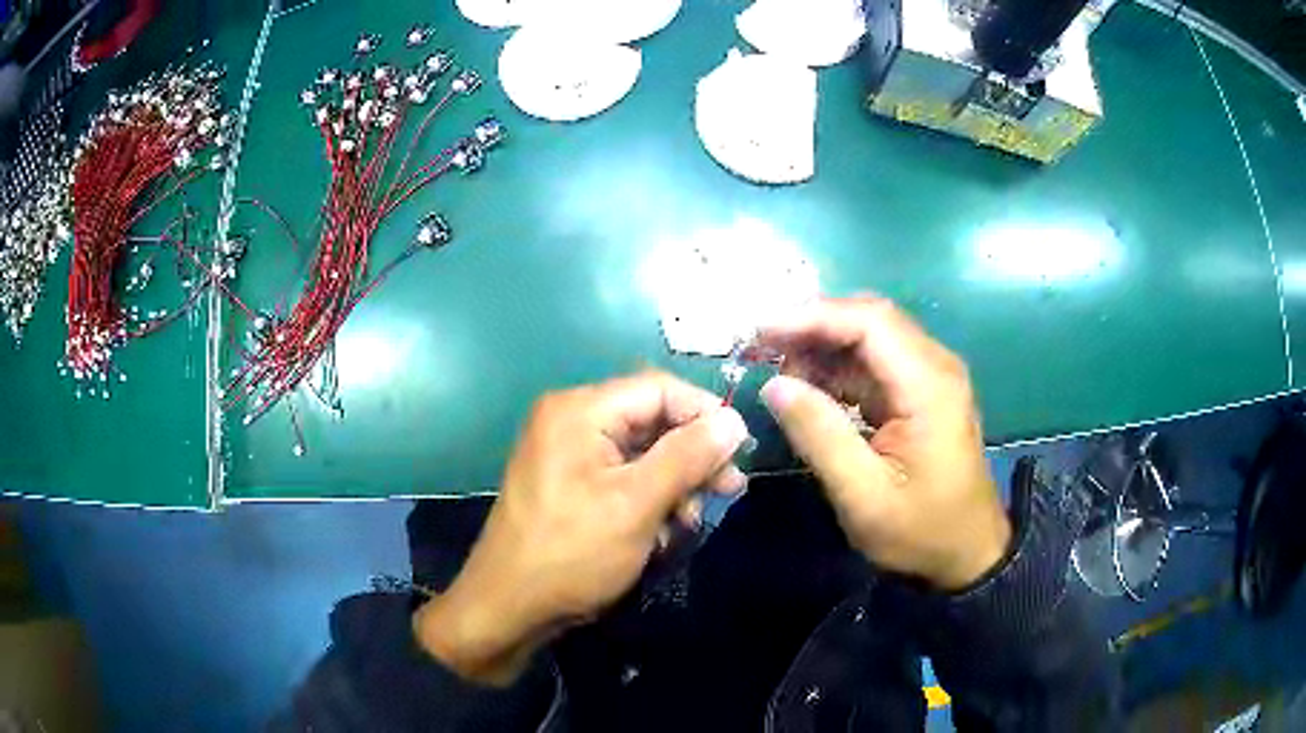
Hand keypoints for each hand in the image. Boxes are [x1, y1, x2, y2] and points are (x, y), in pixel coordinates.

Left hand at [415, 372, 749, 684]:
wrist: (509, 607)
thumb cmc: (573, 553)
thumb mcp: (637, 504)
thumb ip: (688, 456)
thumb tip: (734, 420)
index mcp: (579, 410)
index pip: (658, 389)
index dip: (705, 413)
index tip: (742, 449)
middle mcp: (570, 420)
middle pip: (650, 420)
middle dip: (692, 456)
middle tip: (729, 489)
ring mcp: (567, 453)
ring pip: (640, 453)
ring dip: (673, 484)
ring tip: (691, 522)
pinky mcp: (569, 483)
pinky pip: (621, 477)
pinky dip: (648, 499)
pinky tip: (662, 532)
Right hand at [756, 296, 1009, 591]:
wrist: (967, 553)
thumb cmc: (920, 532)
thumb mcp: (863, 496)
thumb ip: (820, 436)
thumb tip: (774, 385)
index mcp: (929, 386)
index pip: (870, 322)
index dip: (813, 316)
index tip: (761, 331)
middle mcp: (935, 367)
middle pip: (871, 319)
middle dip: (814, 325)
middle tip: (762, 348)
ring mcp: (931, 378)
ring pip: (872, 337)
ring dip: (824, 346)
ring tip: (779, 373)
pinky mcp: (922, 393)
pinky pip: (876, 363)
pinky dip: (839, 368)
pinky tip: (810, 390)